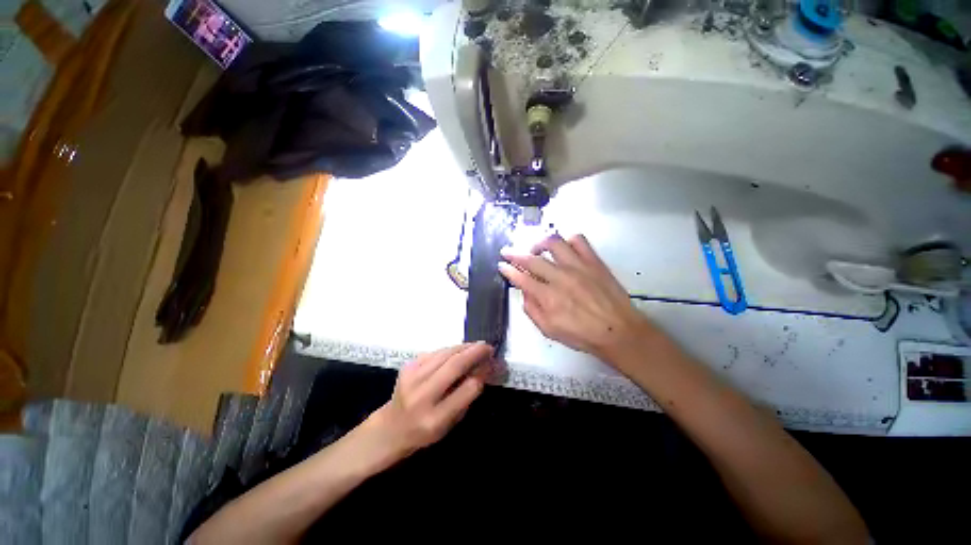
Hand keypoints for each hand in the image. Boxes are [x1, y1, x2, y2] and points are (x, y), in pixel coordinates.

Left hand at [363, 343, 491, 464]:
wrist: (391, 427)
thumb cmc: (425, 430)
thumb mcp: (450, 422)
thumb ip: (466, 396)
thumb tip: (483, 368)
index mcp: (434, 419)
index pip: (466, 390)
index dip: (482, 374)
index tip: (492, 364)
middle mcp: (421, 396)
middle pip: (454, 366)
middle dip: (475, 353)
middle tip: (488, 347)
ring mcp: (411, 378)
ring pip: (445, 354)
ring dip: (464, 347)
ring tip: (477, 346)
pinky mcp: (408, 366)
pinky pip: (435, 352)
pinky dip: (450, 349)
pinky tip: (459, 350)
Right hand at [499, 234, 649, 360]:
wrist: (618, 331)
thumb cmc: (582, 334)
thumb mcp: (549, 330)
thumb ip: (532, 310)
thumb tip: (524, 292)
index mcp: (548, 297)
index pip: (521, 278)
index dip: (508, 270)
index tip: (502, 265)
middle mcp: (560, 277)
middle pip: (532, 259)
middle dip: (514, 254)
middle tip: (507, 252)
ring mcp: (578, 266)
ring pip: (553, 243)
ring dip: (539, 243)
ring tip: (536, 249)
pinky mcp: (593, 261)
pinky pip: (578, 240)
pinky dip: (567, 240)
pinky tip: (563, 248)